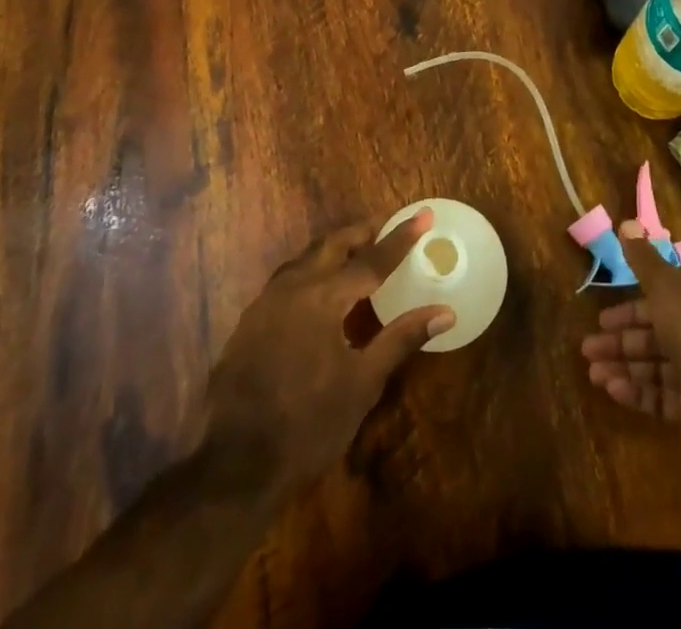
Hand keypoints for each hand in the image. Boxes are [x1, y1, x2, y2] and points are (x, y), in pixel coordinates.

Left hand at [205, 210, 453, 491]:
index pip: (372, 260)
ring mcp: (266, 302)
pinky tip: (319, 291)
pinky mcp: (249, 321)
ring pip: (305, 258)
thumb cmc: (308, 425)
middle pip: (332, 245)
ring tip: (356, 254)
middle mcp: (293, 287)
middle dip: (361, 233)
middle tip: (386, 228)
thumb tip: (444, 312)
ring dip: (334, 250)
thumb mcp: (362, 384)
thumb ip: (401, 339)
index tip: (423, 214)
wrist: (235, 465)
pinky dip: (311, 271)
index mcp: (324, 297)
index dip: (400, 238)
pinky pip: (287, 279)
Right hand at [581, 223, 680, 458]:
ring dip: (623, 366)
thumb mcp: (668, 286)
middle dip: (620, 338)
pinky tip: (612, 389)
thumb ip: (644, 260)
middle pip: (655, 332)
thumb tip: (627, 224)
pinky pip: (662, 395)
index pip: (665, 295)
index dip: (633, 300)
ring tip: (592, 372)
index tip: (604, 310)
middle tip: (588, 345)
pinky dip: (638, 391)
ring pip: (655, 365)